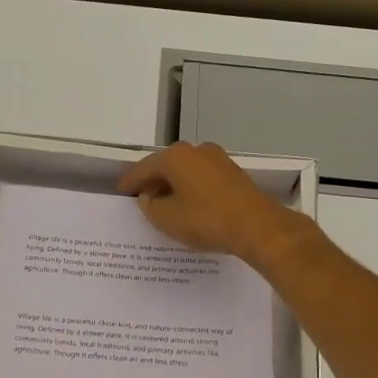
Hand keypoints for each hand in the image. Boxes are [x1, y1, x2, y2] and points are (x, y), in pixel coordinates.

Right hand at [119, 142, 308, 265]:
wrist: (256, 226)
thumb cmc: (205, 219)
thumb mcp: (166, 218)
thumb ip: (150, 206)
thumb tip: (149, 197)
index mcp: (175, 157)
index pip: (143, 168)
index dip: (130, 182)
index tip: (121, 192)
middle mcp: (196, 150)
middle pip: (166, 166)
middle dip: (153, 183)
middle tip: (141, 200)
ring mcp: (218, 160)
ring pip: (186, 172)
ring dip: (173, 187)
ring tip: (164, 206)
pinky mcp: (233, 174)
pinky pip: (202, 179)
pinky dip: (191, 190)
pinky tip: (189, 206)